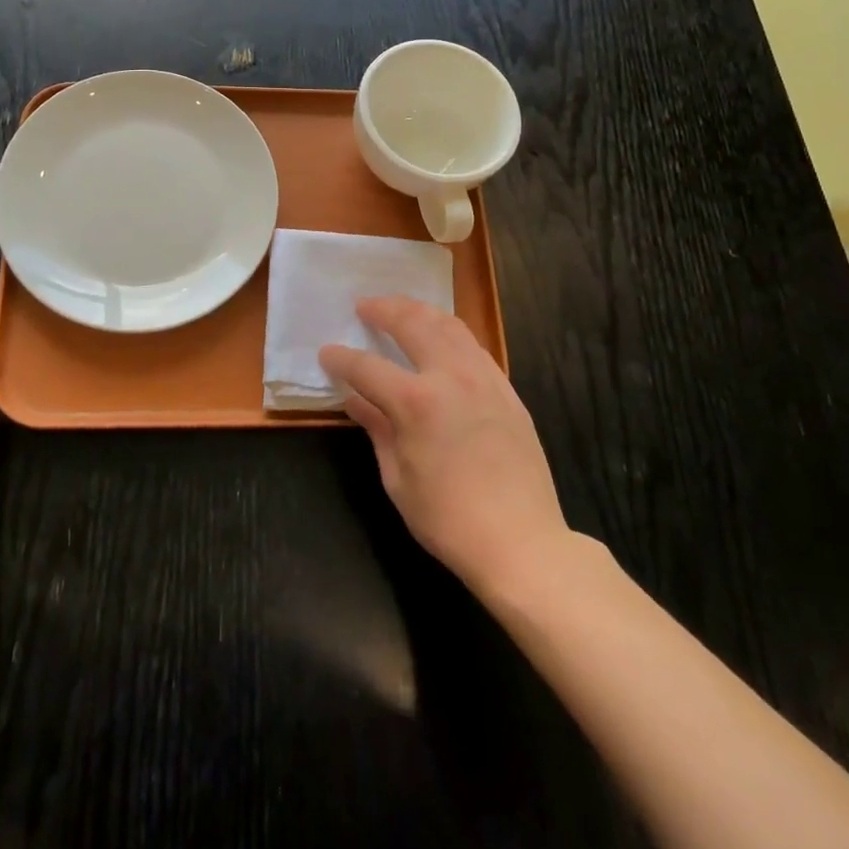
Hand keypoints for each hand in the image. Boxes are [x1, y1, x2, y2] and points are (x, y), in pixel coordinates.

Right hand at [320, 297, 567, 596]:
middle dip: (383, 310)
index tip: (327, 353)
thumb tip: (355, 400)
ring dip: (419, 310)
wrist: (522, 542)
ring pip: (448, 324)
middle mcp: (450, 377)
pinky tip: (440, 336)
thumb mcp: (397, 479)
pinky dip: (450, 331)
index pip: (367, 367)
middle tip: (364, 306)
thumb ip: (376, 429)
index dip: (341, 359)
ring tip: (400, 309)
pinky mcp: (506, 389)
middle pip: (412, 323)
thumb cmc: (449, 520)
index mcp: (416, 402)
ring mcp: (483, 378)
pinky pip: (474, 345)